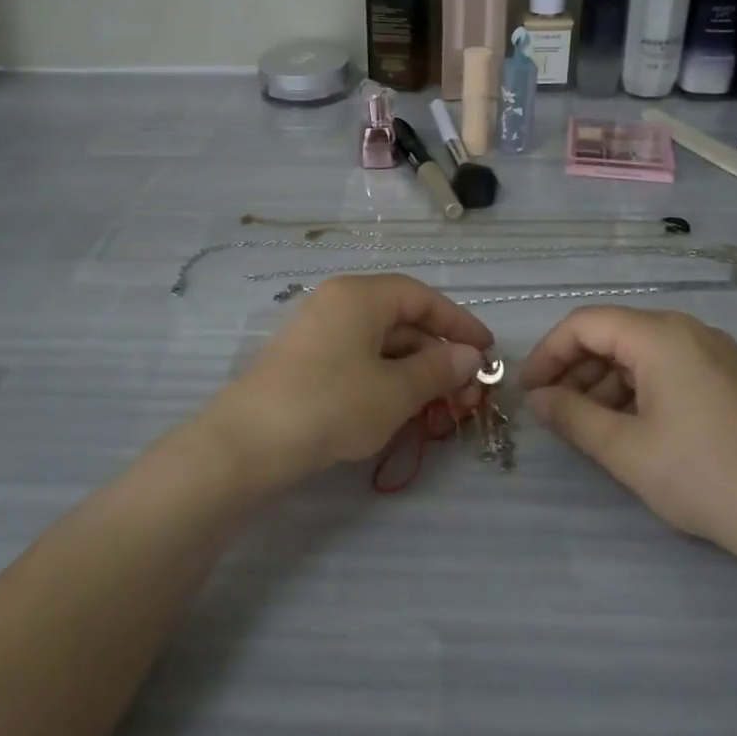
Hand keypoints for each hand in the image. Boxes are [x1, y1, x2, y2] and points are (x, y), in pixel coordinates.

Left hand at [203, 274, 494, 486]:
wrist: (249, 441)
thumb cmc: (333, 404)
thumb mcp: (396, 391)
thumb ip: (438, 369)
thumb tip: (469, 356)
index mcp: (360, 295)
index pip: (421, 297)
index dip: (458, 322)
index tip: (487, 350)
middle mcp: (338, 302)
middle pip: (400, 319)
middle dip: (438, 354)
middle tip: (467, 391)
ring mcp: (318, 332)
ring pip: (380, 343)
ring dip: (414, 371)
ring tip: (441, 406)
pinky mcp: (305, 361)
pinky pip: (357, 359)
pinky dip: (386, 379)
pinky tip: (401, 409)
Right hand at [519, 307, 736, 563]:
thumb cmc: (705, 476)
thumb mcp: (626, 450)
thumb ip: (572, 417)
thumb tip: (539, 399)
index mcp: (660, 335)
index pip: (585, 324)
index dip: (548, 353)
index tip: (530, 392)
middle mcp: (687, 331)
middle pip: (614, 335)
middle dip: (576, 371)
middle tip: (555, 413)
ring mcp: (714, 354)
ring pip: (641, 354)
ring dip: (605, 384)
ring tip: (590, 428)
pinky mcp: (730, 379)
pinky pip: (669, 370)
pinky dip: (638, 392)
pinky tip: (631, 430)